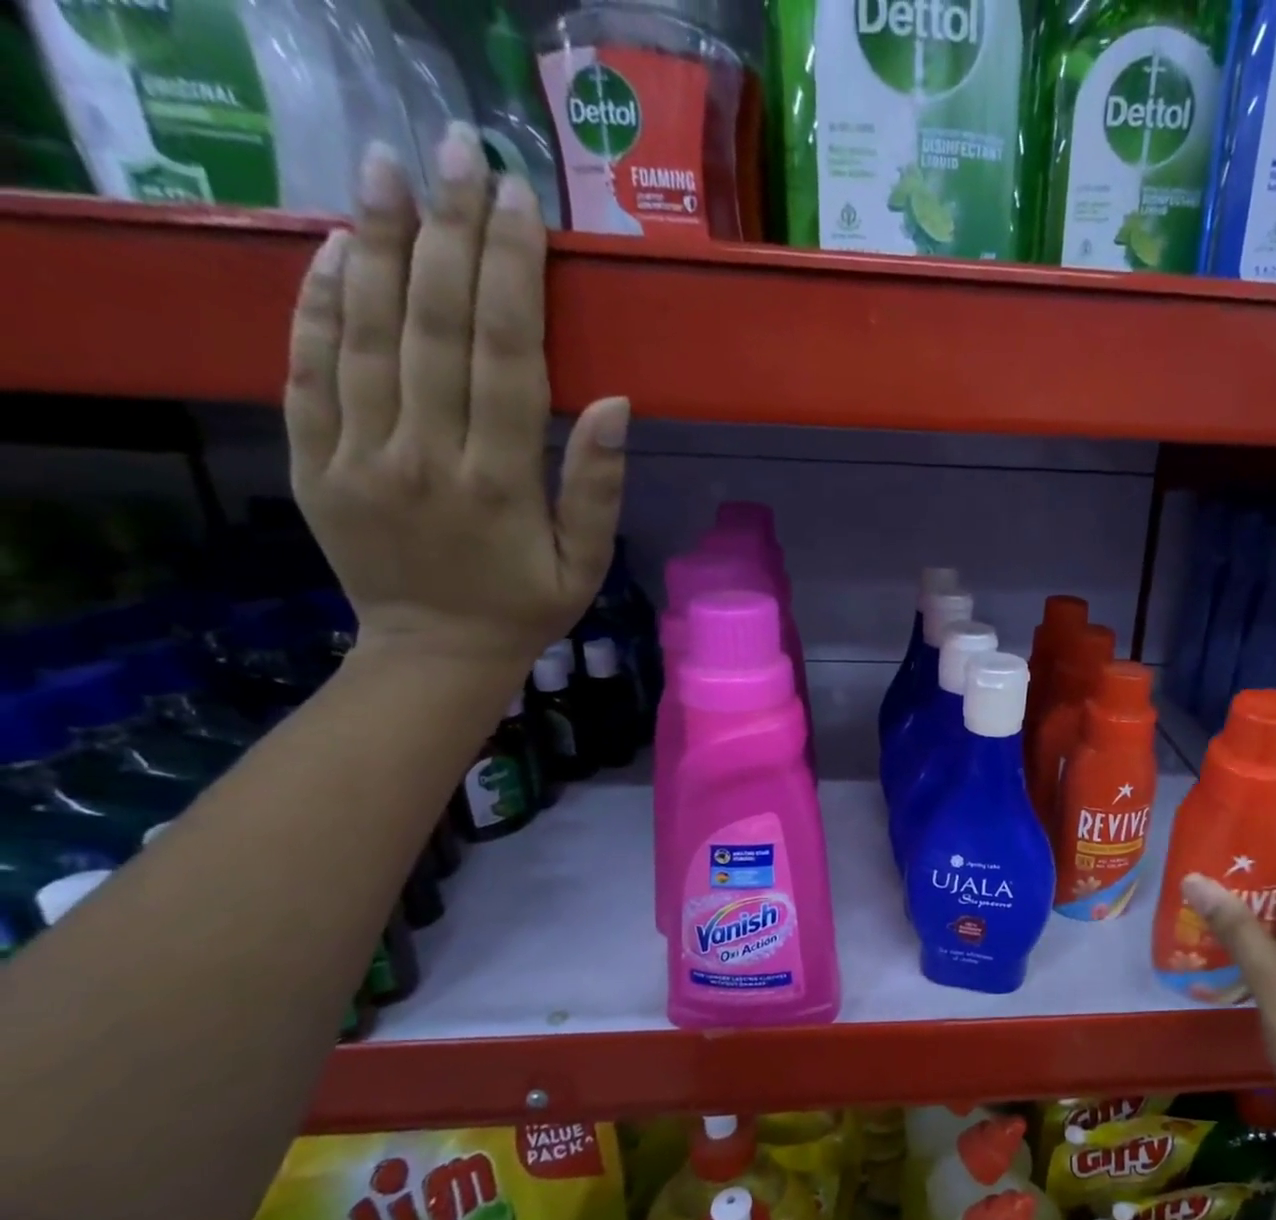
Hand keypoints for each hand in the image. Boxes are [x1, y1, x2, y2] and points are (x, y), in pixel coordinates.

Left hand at [283, 125, 631, 677]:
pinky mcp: (312, 461)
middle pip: (434, 325)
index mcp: (499, 482)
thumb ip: (596, 487)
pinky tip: (335, 249)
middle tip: (458, 152)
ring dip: (379, 243)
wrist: (431, 654)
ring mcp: (356, 455)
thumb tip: (612, 401)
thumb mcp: (585, 564)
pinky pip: (307, 370)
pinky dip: (317, 304)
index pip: (504, 355)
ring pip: (364, 332)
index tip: (518, 203)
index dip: (511, 273)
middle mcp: (423, 456)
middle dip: (449, 231)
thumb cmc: (524, 608)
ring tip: (389, 168)